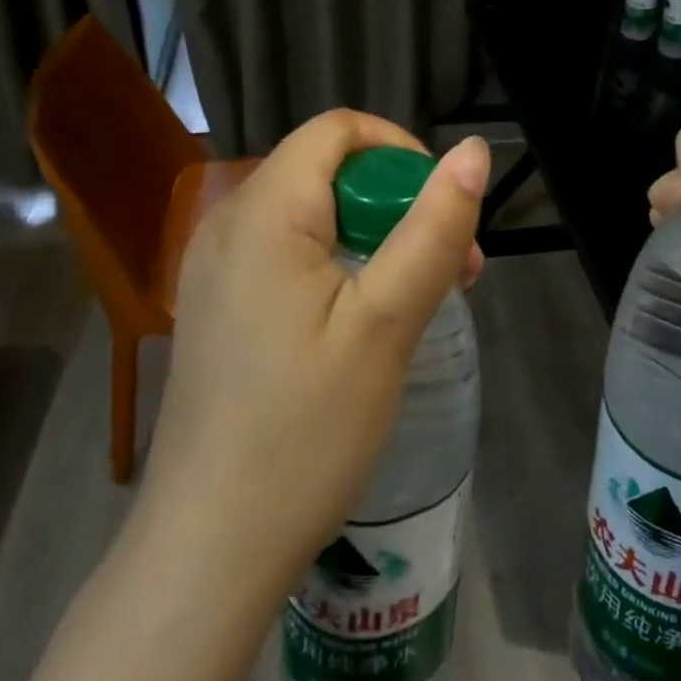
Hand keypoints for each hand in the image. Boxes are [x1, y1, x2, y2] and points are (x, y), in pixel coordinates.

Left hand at [127, 110, 489, 593]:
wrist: (209, 550)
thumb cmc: (304, 432)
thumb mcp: (386, 324)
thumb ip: (433, 229)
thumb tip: (472, 152)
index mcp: (263, 212)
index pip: (338, 130)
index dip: (400, 152)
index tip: (442, 210)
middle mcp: (228, 223)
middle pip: (327, 170)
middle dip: (398, 204)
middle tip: (452, 271)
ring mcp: (216, 268)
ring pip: (313, 214)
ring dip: (376, 238)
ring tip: (421, 300)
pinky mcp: (219, 306)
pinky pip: (288, 253)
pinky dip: (339, 265)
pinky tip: (367, 322)